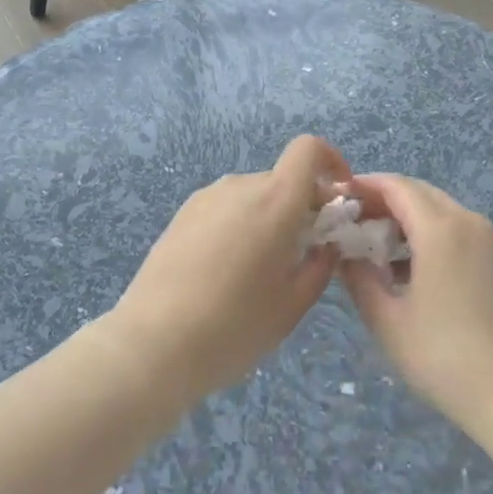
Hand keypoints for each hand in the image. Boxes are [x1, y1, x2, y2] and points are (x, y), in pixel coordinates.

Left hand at [100, 135, 350, 409]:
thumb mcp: (292, 304)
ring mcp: (206, 197)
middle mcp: (240, 186)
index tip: (338, 199)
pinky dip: (239, 225)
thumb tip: (325, 244)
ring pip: (253, 195)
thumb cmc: (235, 326)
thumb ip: (319, 265)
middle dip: (301, 206)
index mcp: (275, 200)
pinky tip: (225, 271)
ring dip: (268, 218)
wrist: (154, 343)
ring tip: (260, 269)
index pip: (309, 150)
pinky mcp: (181, 214)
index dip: (331, 162)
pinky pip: (225, 208)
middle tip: (303, 253)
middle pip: (282, 179)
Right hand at [340, 174, 492, 430]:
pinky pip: (455, 231)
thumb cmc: (445, 357)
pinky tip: (407, 270)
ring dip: (405, 219)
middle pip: (419, 193)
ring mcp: (487, 242)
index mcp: (440, 229)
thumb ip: (359, 279)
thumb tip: (345, 255)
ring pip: (438, 211)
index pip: (396, 186)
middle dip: (383, 201)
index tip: (338, 199)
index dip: (364, 186)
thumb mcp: (388, 321)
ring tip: (374, 248)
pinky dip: (427, 235)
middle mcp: (466, 223)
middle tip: (352, 224)